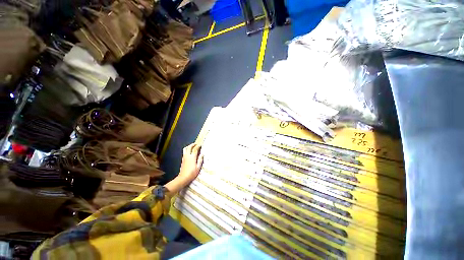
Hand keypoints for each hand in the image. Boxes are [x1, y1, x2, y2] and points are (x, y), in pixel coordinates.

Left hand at [164, 143, 202, 193]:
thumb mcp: (198, 167)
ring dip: (189, 146)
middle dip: (193, 144)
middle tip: (196, 144)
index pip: (195, 149)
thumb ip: (200, 160)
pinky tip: (189, 152)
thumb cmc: (192, 173)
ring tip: (192, 146)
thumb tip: (202, 154)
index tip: (201, 145)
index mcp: (192, 157)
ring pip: (185, 149)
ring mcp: (184, 157)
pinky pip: (184, 152)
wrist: (183, 178)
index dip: (198, 146)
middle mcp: (188, 155)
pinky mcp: (182, 159)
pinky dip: (187, 149)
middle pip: (189, 147)